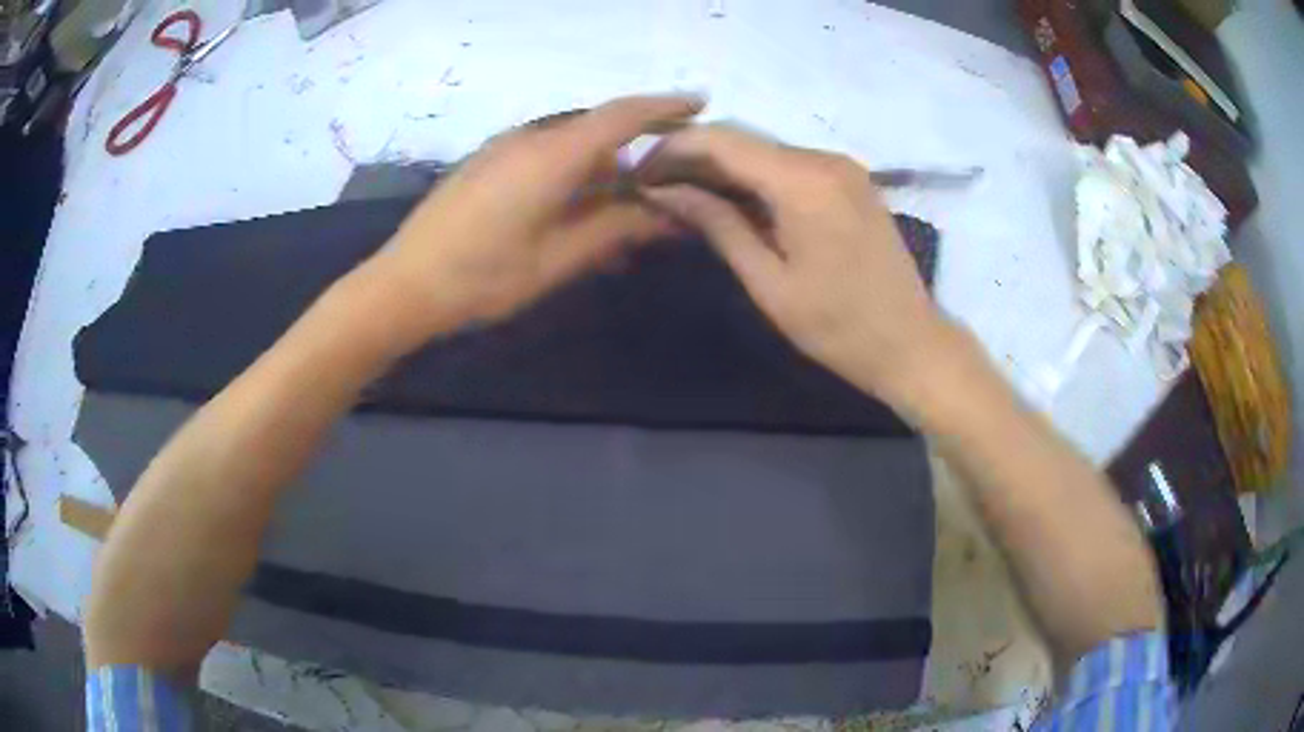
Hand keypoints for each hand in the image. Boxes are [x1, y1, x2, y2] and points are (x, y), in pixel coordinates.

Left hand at [369, 94, 703, 340]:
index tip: (699, 103)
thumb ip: (615, 229)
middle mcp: (530, 138)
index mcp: (552, 155)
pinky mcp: (486, 162)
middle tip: (660, 188)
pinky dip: (570, 176)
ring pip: (570, 146)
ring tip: (615, 215)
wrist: (403, 284)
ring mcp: (503, 148)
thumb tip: (668, 212)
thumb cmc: (482, 277)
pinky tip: (571, 213)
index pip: (622, 115)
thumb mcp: (557, 260)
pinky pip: (543, 156)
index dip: (665, 105)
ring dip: (600, 171)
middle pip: (597, 130)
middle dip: (634, 151)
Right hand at [640, 124, 953, 406]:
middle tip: (656, 189)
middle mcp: (824, 158)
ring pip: (766, 150)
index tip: (639, 175)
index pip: (721, 140)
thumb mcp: (769, 282)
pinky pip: (791, 165)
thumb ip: (718, 225)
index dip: (672, 149)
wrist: (911, 343)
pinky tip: (734, 202)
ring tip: (686, 197)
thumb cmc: (838, 327)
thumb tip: (664, 191)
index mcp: (804, 182)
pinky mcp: (851, 180)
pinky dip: (756, 177)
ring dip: (724, 168)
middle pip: (743, 139)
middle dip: (694, 158)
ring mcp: (843, 167)